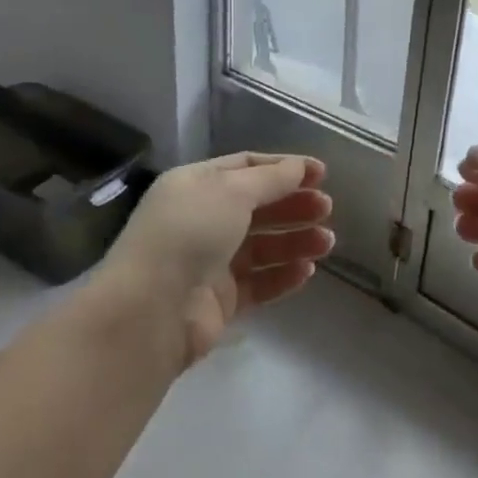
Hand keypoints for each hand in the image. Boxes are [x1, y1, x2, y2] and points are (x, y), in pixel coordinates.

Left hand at [100, 153, 333, 367]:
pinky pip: (259, 282)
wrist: (150, 310)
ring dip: (295, 241)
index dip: (284, 168)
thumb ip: (271, 179)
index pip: (246, 167)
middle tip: (327, 209)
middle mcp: (202, 219)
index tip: (321, 173)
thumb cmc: (189, 233)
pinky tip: (307, 270)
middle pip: (257, 207)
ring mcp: (210, 262)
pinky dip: (283, 275)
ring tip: (327, 242)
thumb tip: (300, 167)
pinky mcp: (220, 300)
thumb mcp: (231, 191)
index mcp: (196, 185)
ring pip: (262, 247)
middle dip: (293, 205)